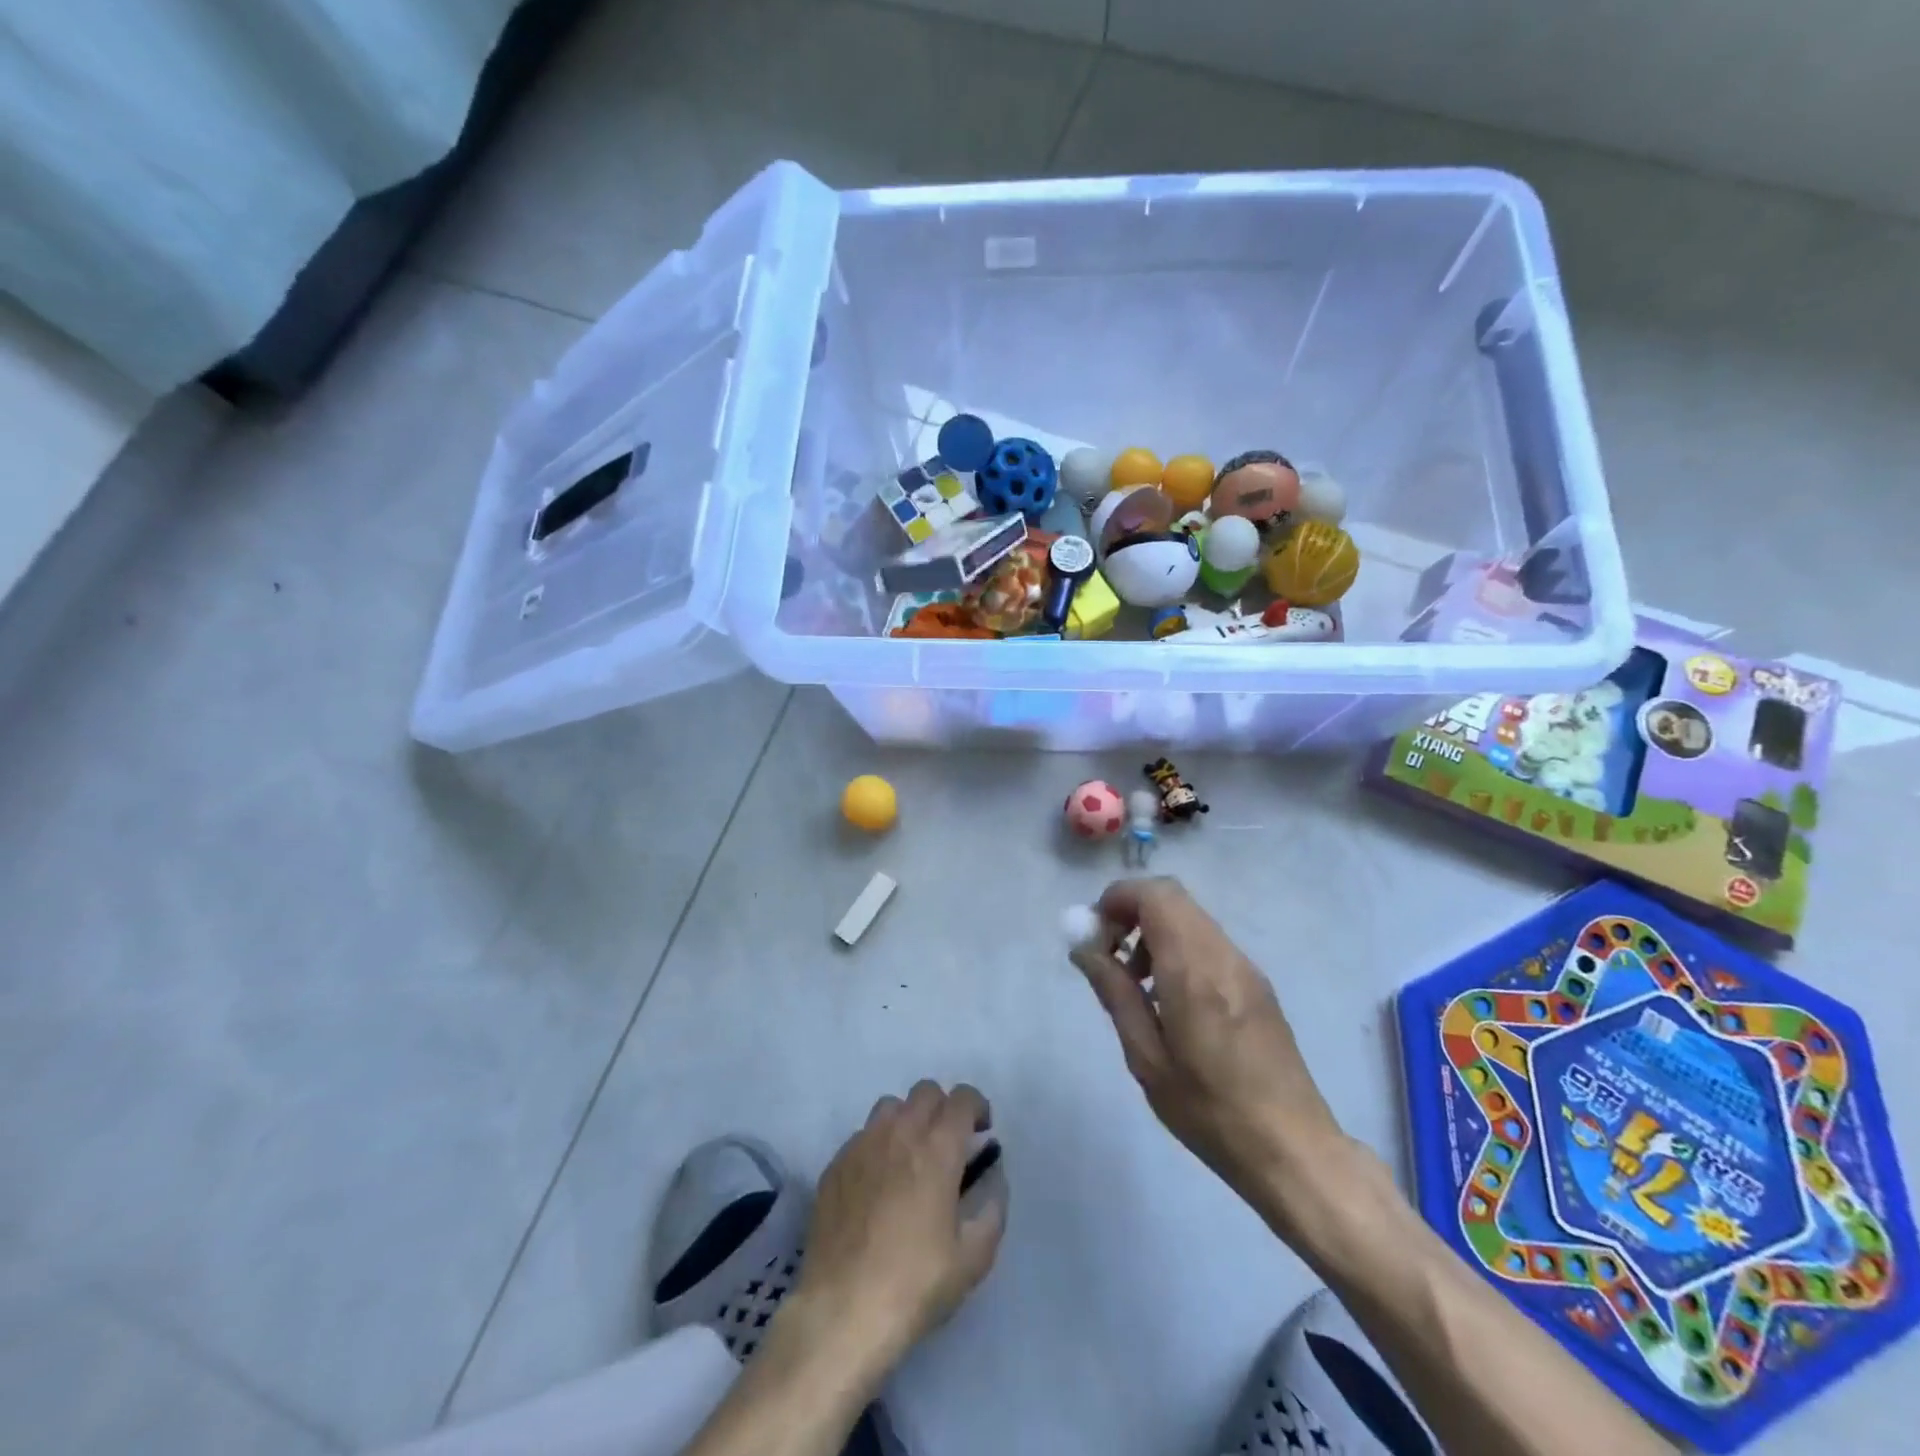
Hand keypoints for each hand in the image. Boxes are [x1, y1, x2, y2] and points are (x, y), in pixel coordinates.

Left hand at [790, 1082, 1006, 1374]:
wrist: (842, 1310)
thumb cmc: (915, 1284)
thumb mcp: (973, 1258)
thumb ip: (992, 1209)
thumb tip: (993, 1178)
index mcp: (937, 1148)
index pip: (961, 1099)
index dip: (976, 1107)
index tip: (981, 1131)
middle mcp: (899, 1133)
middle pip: (925, 1092)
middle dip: (943, 1108)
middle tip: (948, 1143)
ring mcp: (862, 1145)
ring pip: (891, 1106)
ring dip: (908, 1119)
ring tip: (911, 1156)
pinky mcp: (836, 1164)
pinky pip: (863, 1135)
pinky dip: (878, 1145)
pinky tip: (878, 1182)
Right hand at [1071, 877, 1348, 1234]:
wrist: (1293, 1149)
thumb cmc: (1209, 1110)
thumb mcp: (1147, 1057)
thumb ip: (1114, 992)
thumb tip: (1084, 948)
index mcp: (1194, 970)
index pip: (1156, 895)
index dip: (1118, 898)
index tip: (1094, 933)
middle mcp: (1223, 955)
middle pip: (1172, 898)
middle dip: (1132, 912)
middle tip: (1109, 954)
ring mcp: (1246, 967)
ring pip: (1191, 918)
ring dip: (1155, 931)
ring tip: (1137, 984)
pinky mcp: (1258, 983)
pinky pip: (1209, 942)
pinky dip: (1179, 948)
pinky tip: (1170, 999)